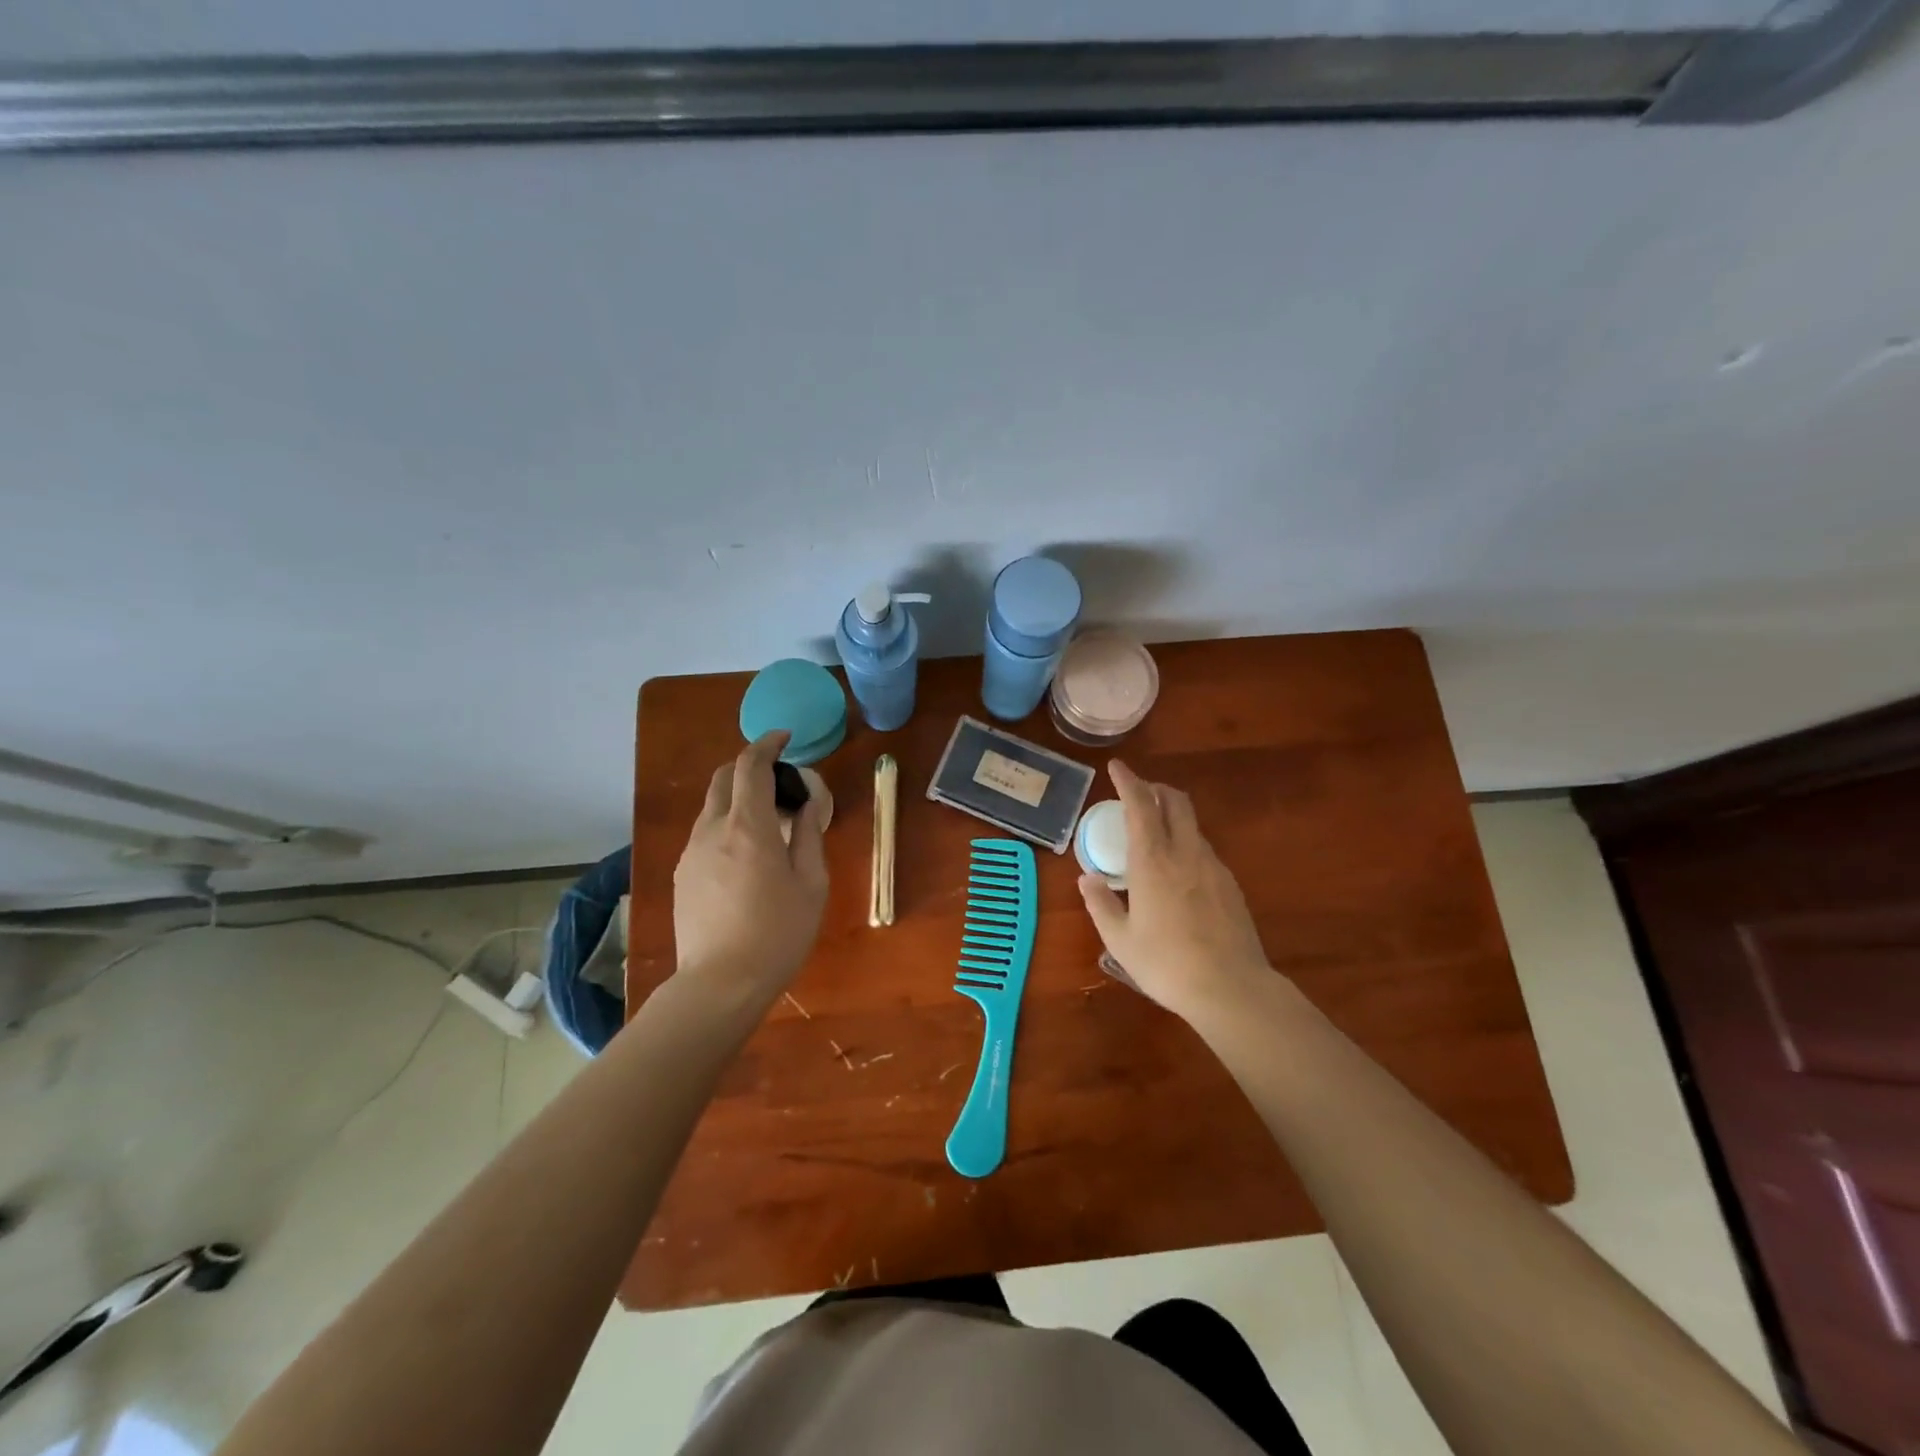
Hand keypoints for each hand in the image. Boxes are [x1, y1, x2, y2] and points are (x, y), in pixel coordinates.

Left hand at [672, 732, 828, 1004]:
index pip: (750, 766)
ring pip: (712, 807)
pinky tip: (745, 855)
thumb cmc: (778, 933)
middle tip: (779, 782)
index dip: (767, 744)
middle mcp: (712, 829)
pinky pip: (704, 833)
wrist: (720, 983)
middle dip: (749, 767)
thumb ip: (810, 835)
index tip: (784, 738)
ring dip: (738, 799)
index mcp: (749, 826)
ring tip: (767, 823)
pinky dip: (726, 825)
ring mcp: (691, 852)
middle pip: (723, 778)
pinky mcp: (681, 874)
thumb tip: (808, 804)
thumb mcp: (811, 883)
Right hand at [1077, 760, 1271, 1019]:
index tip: (1117, 766)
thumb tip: (1087, 878)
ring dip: (1172, 816)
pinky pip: (1203, 849)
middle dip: (1155, 789)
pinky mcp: (1230, 884)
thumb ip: (1100, 903)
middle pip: (1175, 801)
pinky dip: (1186, 843)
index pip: (1140, 805)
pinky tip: (1178, 871)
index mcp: (1152, 861)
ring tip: (1154, 835)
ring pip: (1192, 824)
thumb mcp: (1120, 940)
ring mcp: (1213, 867)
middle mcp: (1185, 853)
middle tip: (1137, 794)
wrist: (1231, 988)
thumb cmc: (1166, 964)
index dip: (1128, 781)